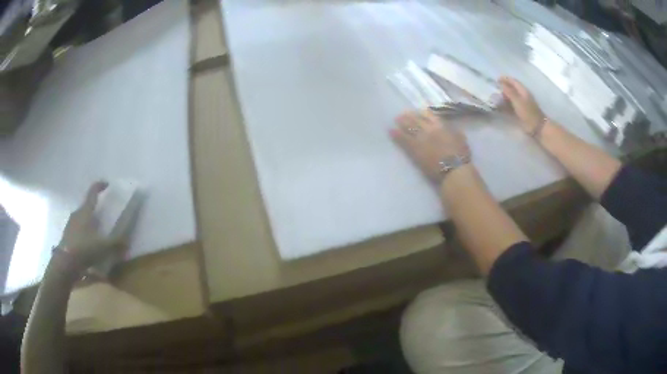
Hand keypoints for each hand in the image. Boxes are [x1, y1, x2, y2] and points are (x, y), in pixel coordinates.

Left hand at [58, 182, 120, 269]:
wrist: (65, 263)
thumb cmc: (84, 248)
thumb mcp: (103, 247)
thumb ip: (116, 244)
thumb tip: (127, 242)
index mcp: (86, 211)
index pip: (92, 192)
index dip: (100, 186)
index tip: (107, 184)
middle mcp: (77, 214)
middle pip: (87, 207)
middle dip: (95, 210)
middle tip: (104, 216)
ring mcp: (70, 225)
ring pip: (81, 219)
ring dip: (89, 223)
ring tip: (97, 233)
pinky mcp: (67, 236)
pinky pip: (77, 230)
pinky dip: (84, 234)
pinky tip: (89, 245)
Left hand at [391, 109, 470, 182]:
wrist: (453, 170)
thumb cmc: (461, 156)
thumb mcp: (461, 139)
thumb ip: (455, 131)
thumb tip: (451, 128)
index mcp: (440, 126)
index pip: (428, 115)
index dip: (421, 112)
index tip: (416, 111)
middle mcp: (428, 129)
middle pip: (415, 120)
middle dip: (408, 116)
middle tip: (402, 114)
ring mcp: (420, 139)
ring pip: (408, 128)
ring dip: (401, 123)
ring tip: (395, 120)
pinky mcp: (414, 151)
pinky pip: (403, 140)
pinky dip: (396, 135)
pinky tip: (391, 132)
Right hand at [499, 77, 544, 133]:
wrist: (537, 127)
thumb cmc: (528, 112)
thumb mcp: (517, 100)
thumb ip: (509, 91)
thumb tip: (500, 83)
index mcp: (523, 90)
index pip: (513, 81)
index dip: (505, 79)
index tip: (496, 80)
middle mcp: (522, 95)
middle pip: (511, 88)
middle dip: (503, 88)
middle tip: (494, 89)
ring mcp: (521, 103)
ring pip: (510, 97)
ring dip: (503, 96)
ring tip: (495, 98)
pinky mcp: (520, 111)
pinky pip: (511, 105)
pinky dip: (505, 104)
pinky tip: (500, 107)